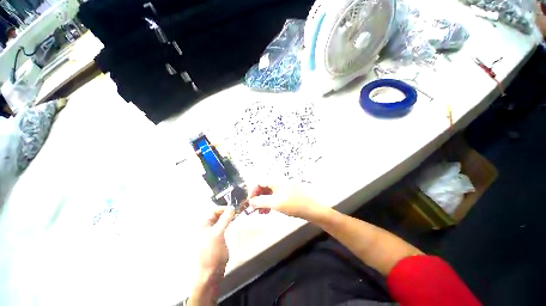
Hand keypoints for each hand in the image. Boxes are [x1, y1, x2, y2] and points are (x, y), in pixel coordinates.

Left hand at [189, 206, 234, 305]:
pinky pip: (222, 226)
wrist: (212, 271)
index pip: (213, 211)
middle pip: (216, 215)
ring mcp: (212, 233)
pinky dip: (227, 222)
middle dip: (226, 212)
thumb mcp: (218, 234)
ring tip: (235, 215)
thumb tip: (231, 208)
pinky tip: (232, 221)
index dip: (223, 209)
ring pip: (220, 220)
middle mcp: (206, 228)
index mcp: (203, 225)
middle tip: (235, 211)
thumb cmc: (212, 252)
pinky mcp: (217, 237)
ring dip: (227, 216)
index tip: (233, 209)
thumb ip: (224, 220)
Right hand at [247, 184, 321, 219]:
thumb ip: (261, 201)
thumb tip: (250, 201)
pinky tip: (269, 210)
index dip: (253, 191)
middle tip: (255, 210)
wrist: (313, 209)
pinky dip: (270, 203)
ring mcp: (284, 188)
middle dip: (258, 198)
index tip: (250, 203)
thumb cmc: (294, 204)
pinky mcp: (288, 194)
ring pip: (269, 193)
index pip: (259, 182)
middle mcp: (279, 182)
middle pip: (264, 187)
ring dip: (263, 202)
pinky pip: (275, 196)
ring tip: (262, 213)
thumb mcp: (275, 203)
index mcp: (276, 181)